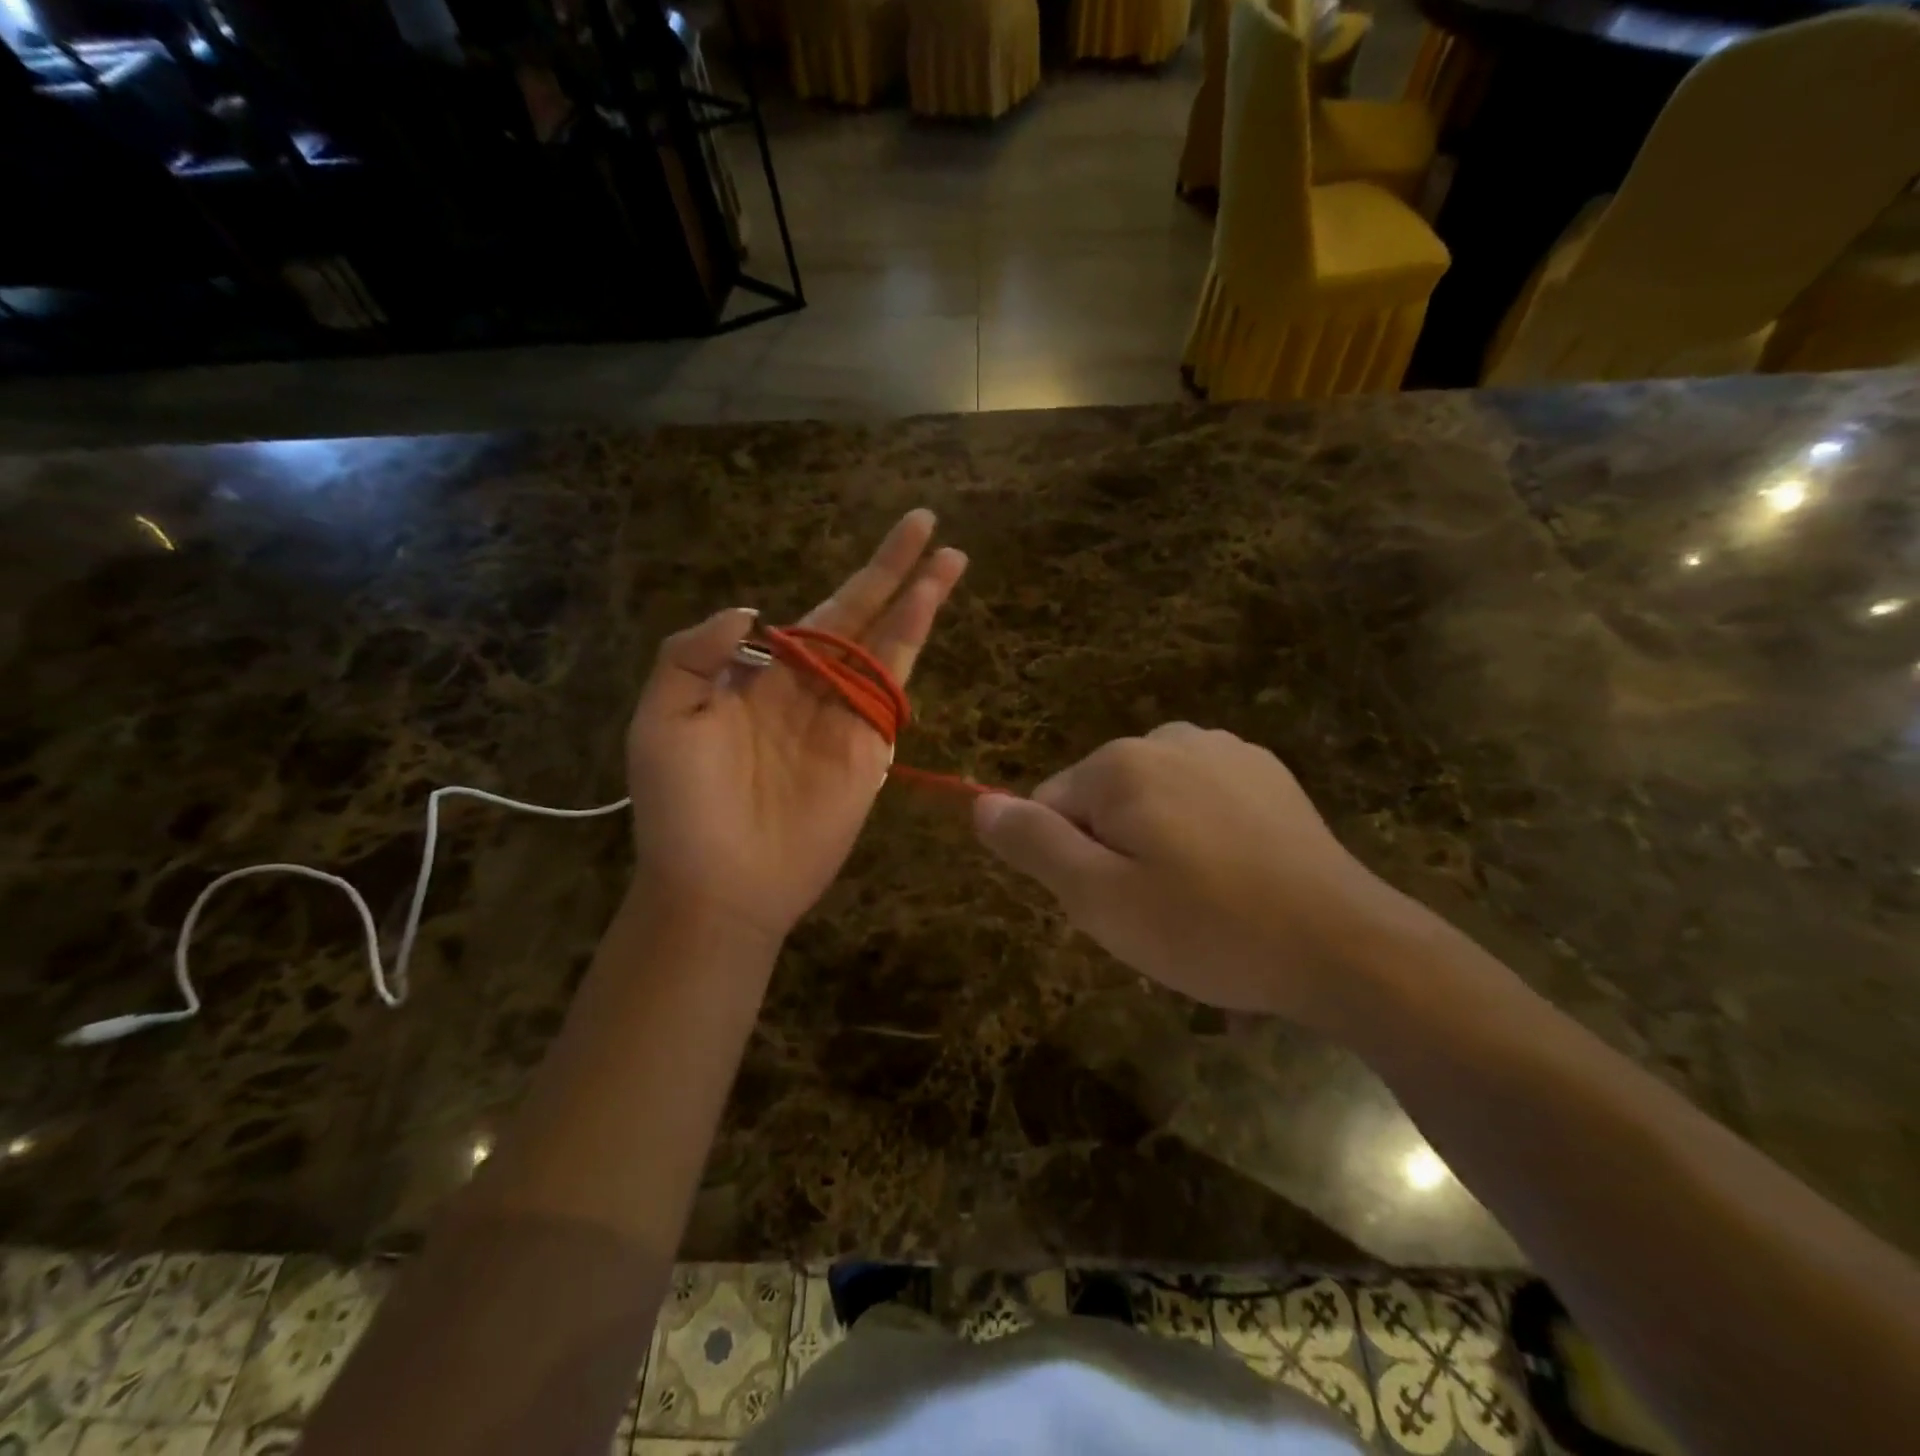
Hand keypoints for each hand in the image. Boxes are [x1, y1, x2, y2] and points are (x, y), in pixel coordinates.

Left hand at [626, 510, 966, 947]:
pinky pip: (891, 695)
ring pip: (888, 647)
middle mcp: (811, 689)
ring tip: (951, 560)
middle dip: (895, 570)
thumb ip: (693, 655)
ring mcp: (845, 719)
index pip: (819, 613)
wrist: (719, 884)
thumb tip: (750, 611)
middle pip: (864, 617)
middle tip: (929, 523)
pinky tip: (925, 616)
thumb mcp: (661, 719)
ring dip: (918, 602)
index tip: (871, 543)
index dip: (852, 575)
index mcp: (763, 676)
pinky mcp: (868, 753)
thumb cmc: (682, 805)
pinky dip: (910, 650)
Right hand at [973, 723, 1411, 1024]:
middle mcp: (1168, 738)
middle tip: (1156, 912)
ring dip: (1157, 844)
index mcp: (1120, 764)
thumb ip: (1032, 844)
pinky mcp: (1266, 773)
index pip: (1050, 806)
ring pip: (1152, 800)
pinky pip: (1201, 799)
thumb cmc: (1206, 927)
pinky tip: (1236, 879)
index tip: (1114, 906)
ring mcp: (1224, 751)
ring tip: (1197, 902)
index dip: (1070, 863)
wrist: (1343, 945)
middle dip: (1114, 852)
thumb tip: (979, 804)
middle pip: (1102, 800)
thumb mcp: (1098, 898)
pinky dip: (1201, 835)